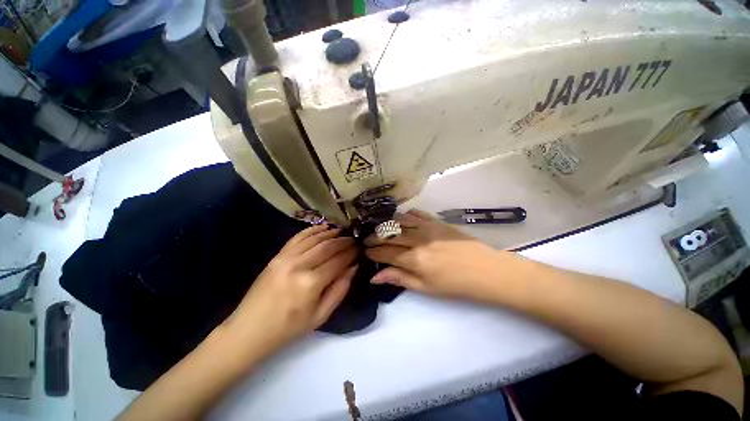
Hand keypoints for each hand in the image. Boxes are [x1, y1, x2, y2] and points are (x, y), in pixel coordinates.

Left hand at [224, 225, 357, 356]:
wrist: (249, 330)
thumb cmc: (289, 328)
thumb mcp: (321, 316)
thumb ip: (340, 289)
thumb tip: (353, 267)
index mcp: (311, 283)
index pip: (338, 261)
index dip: (351, 253)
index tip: (360, 249)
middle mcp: (300, 265)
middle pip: (328, 246)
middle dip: (344, 241)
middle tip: (354, 240)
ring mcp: (286, 258)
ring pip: (315, 238)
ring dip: (331, 233)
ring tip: (342, 232)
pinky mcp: (277, 255)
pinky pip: (298, 237)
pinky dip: (313, 230)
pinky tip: (323, 227)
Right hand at [365, 210, 510, 302]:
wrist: (485, 270)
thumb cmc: (455, 285)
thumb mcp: (425, 288)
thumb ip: (399, 279)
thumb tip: (375, 276)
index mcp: (414, 259)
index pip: (385, 252)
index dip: (372, 252)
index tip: (366, 252)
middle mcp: (417, 239)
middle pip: (388, 235)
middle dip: (374, 237)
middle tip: (368, 240)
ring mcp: (427, 227)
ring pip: (399, 221)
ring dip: (386, 224)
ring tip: (380, 229)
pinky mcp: (436, 221)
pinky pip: (416, 214)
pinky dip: (405, 216)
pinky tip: (401, 220)